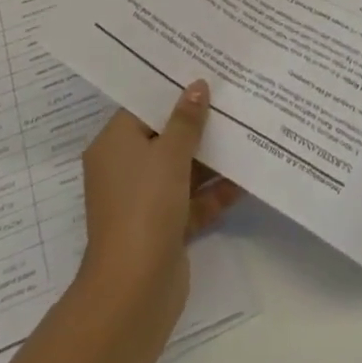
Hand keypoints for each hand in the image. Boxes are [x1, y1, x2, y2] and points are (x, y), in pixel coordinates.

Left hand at [78, 82, 242, 327]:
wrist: (134, 291)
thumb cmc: (144, 207)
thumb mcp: (169, 155)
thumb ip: (186, 120)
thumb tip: (197, 86)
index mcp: (114, 145)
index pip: (143, 106)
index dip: (172, 90)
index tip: (203, 71)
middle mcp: (125, 169)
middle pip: (165, 136)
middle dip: (198, 122)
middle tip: (232, 95)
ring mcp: (145, 200)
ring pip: (182, 168)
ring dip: (212, 156)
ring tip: (247, 129)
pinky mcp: (164, 227)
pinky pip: (192, 199)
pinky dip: (214, 190)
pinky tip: (246, 176)